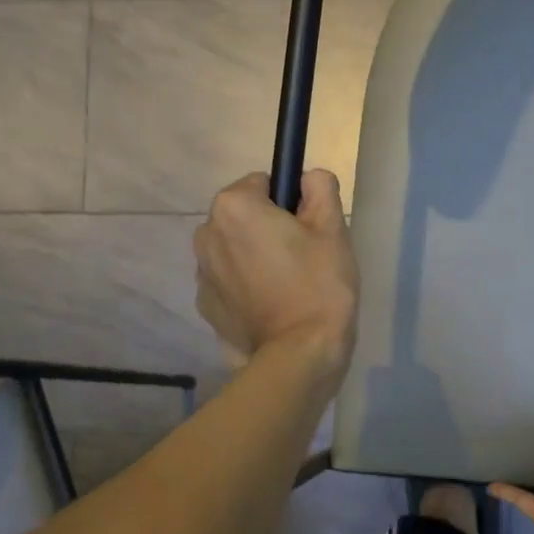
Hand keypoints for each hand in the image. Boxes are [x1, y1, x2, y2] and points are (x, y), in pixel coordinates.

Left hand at [194, 170, 359, 380]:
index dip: (289, 204)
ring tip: (286, 289)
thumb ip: (319, 188)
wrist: (300, 354)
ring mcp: (201, 274)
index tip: (308, 231)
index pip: (262, 184)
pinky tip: (271, 310)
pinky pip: (228, 283)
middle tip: (302, 261)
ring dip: (253, 259)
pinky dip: (245, 289)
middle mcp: (206, 234)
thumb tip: (308, 178)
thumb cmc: (318, 285)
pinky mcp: (206, 307)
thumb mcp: (332, 228)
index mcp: (233, 207)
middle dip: (266, 230)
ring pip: (234, 251)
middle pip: (243, 218)